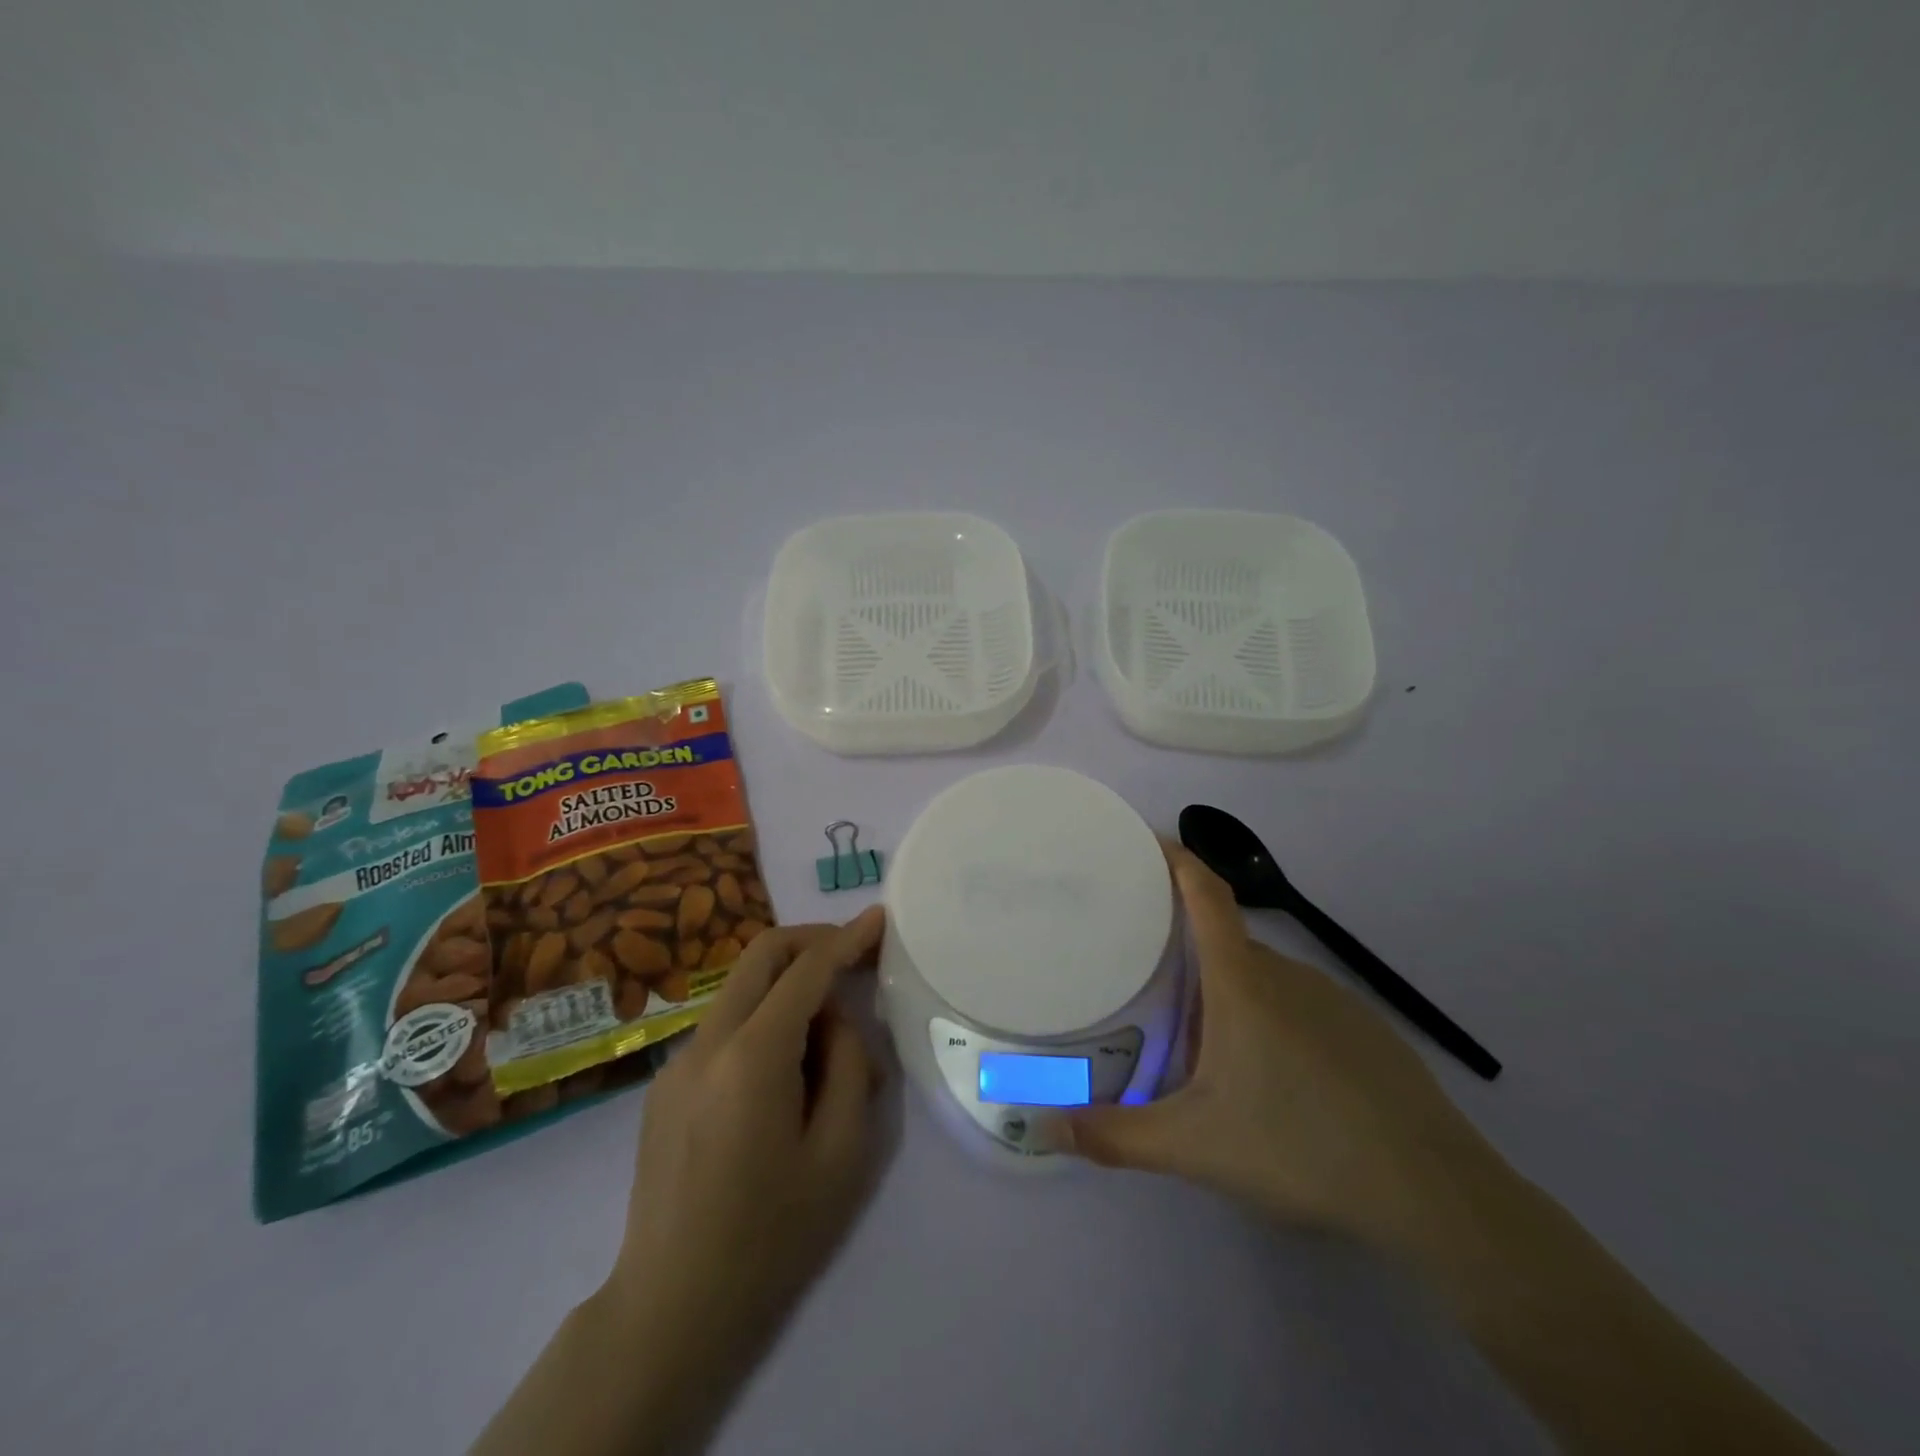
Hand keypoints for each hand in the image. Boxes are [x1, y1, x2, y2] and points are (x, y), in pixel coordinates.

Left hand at [594, 909, 885, 1444]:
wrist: (671, 1309)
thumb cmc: (771, 1236)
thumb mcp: (842, 1153)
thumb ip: (850, 1066)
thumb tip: (836, 1022)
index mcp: (751, 1057)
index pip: (806, 969)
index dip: (846, 938)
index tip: (879, 918)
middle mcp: (707, 1042)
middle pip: (761, 955)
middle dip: (812, 941)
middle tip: (854, 957)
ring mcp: (678, 1062)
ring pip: (742, 990)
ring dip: (789, 989)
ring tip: (829, 1048)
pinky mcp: (666, 1085)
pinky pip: (726, 1027)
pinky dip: (764, 1023)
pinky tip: (786, 1080)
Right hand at [1057, 848, 1491, 1254]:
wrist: (1434, 1192)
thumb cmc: (1300, 1147)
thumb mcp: (1194, 1146)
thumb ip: (1115, 1136)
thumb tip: (1044, 1127)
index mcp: (1242, 982)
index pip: (1204, 893)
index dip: (1174, 858)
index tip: (1142, 841)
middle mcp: (1286, 974)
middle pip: (1225, 939)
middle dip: (1184, 947)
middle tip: (1144, 974)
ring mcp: (1333, 999)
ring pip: (1261, 977)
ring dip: (1225, 992)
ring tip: (1198, 1041)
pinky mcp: (1364, 1029)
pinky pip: (1298, 1004)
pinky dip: (1268, 1018)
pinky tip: (1268, 1079)